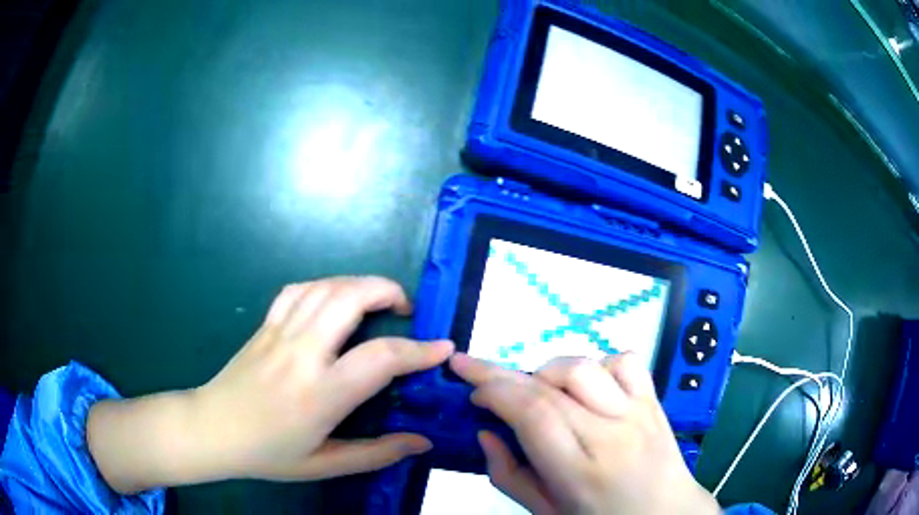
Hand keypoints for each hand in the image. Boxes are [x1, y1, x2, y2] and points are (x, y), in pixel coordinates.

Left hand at [88, 276, 452, 493]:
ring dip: (359, 284)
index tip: (443, 348)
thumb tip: (422, 442)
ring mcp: (279, 333)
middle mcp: (301, 353)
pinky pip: (297, 290)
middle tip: (406, 309)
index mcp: (320, 393)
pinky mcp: (264, 325)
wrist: (212, 429)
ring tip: (378, 299)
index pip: (381, 359)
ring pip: (325, 287)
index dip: (419, 350)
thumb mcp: (325, 464)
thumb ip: (377, 453)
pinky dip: (325, 285)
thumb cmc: (268, 453)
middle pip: (350, 298)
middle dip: (387, 292)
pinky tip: (334, 299)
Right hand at [450, 353, 719, 514]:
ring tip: (538, 390)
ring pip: (584, 366)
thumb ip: (509, 476)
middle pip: (550, 386)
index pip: (533, 414)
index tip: (470, 388)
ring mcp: (637, 412)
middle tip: (475, 371)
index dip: (494, 391)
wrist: (666, 513)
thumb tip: (486, 433)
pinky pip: (624, 361)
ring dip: (548, 370)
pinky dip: (597, 363)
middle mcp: (611, 435)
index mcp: (580, 473)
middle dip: (502, 372)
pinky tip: (588, 386)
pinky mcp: (654, 400)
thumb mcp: (546, 512)